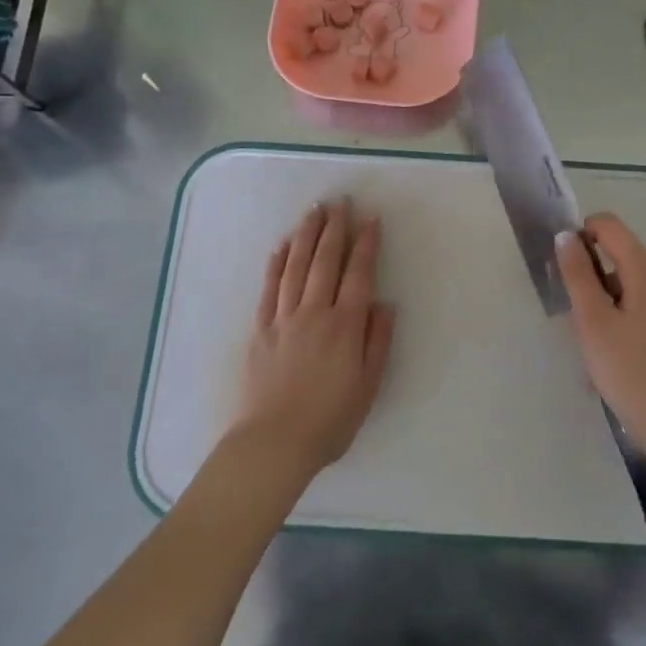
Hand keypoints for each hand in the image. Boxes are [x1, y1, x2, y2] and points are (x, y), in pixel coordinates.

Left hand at [229, 198, 395, 485]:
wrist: (273, 444)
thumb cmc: (329, 420)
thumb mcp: (368, 386)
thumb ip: (378, 341)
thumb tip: (384, 304)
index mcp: (345, 325)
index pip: (358, 273)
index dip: (366, 243)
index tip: (371, 218)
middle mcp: (314, 312)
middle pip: (325, 260)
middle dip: (335, 228)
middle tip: (340, 201)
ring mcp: (283, 318)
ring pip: (295, 266)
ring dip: (306, 235)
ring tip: (314, 211)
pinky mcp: (260, 329)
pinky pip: (269, 288)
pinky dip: (276, 264)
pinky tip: (280, 247)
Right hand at [555, 214, 645, 477]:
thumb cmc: (631, 373)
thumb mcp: (593, 322)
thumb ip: (578, 275)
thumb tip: (567, 235)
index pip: (611, 226)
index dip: (582, 234)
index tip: (565, 269)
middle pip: (623, 256)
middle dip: (593, 276)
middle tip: (576, 318)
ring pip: (634, 286)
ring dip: (608, 301)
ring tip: (595, 344)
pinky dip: (627, 319)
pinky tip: (620, 358)